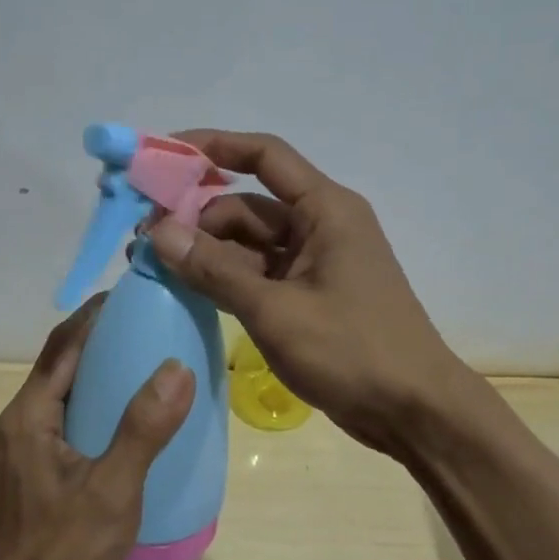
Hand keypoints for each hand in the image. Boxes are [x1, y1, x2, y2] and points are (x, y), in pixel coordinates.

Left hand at [0, 296, 196, 559]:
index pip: (63, 345)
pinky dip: (93, 403)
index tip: (133, 293)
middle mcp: (19, 422)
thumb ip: (143, 429)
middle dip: (100, 338)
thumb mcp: (112, 490)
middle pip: (60, 364)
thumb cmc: (60, 551)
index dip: (95, 314)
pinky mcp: (30, 471)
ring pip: (63, 393)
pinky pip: (64, 419)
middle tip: (149, 325)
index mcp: (30, 414)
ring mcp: (21, 448)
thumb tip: (176, 367)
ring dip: (97, 371)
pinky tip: (124, 419)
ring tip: (144, 363)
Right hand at [145, 129, 467, 455]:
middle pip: (246, 205)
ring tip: (153, 266)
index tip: (163, 154)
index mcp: (325, 210)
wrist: (415, 413)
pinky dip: (224, 279)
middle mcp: (319, 226)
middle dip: (196, 216)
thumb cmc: (353, 352)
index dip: (214, 146)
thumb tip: (157, 233)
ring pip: (248, 244)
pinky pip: (257, 275)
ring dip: (205, 252)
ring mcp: (314, 263)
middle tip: (143, 238)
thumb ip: (214, 270)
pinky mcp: (307, 296)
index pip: (265, 156)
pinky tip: (186, 290)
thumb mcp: (275, 310)